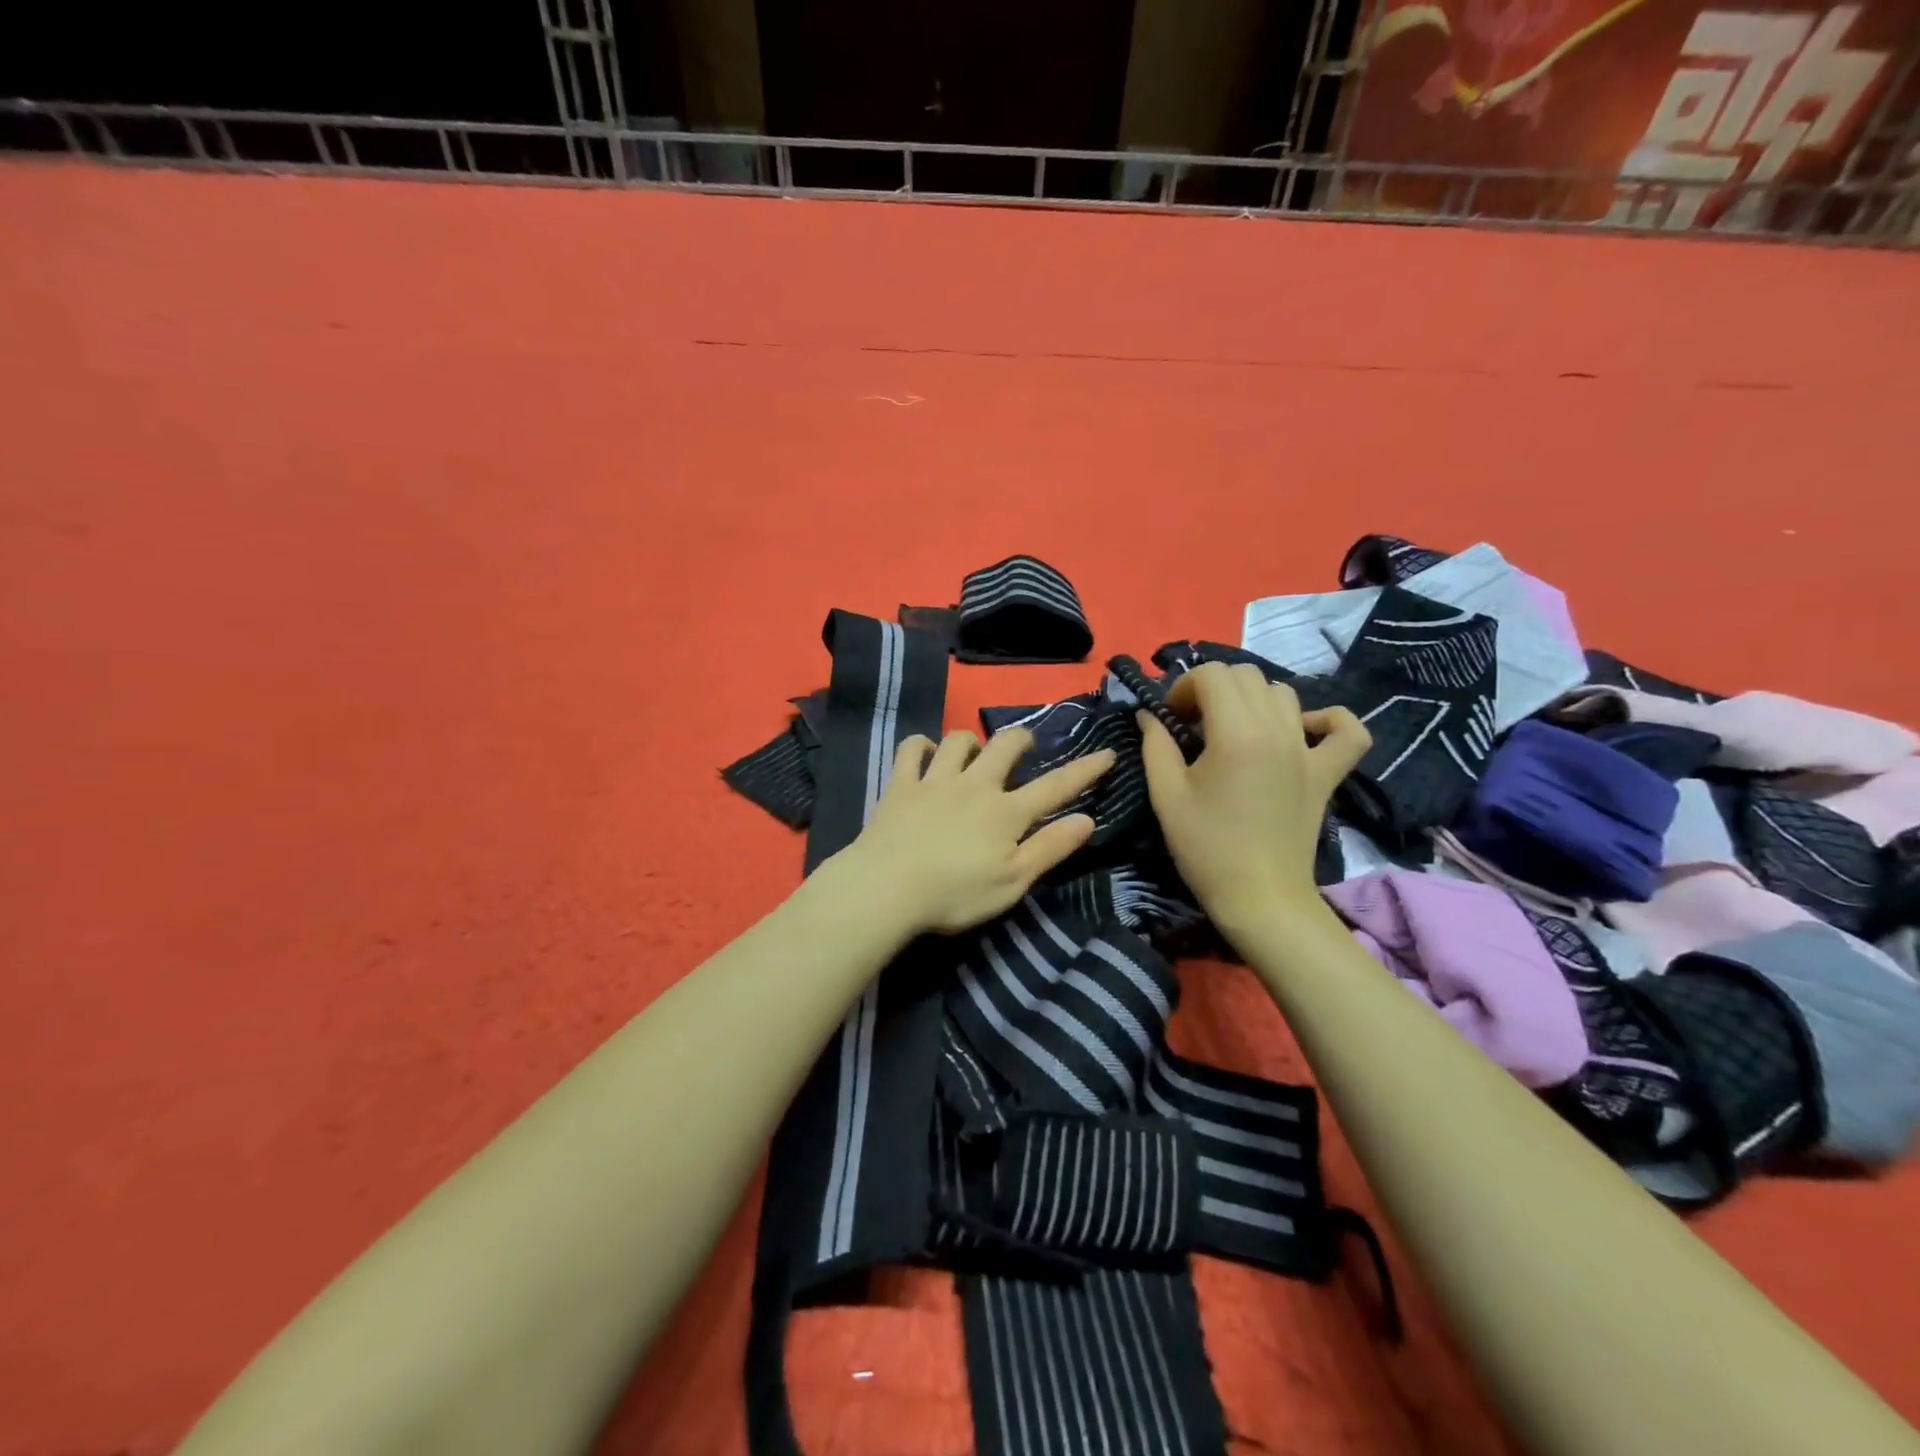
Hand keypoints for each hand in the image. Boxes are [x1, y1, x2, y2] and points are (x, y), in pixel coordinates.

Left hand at [831, 728, 1116, 935]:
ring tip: (974, 752)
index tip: (1106, 753)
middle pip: (1005, 747)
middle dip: (1021, 739)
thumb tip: (1087, 819)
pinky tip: (925, 752)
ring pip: (958, 741)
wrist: (887, 887)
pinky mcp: (900, 785)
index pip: (1055, 787)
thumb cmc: (955, 894)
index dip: (1085, 770)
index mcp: (1006, 813)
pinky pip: (911, 750)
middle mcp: (975, 786)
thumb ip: (1050, 848)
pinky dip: (920, 745)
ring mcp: (935, 781)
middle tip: (1025, 745)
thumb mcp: (1013, 881)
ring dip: (971, 741)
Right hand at [1137, 662, 1370, 929]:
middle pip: (1246, 675)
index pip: (1212, 674)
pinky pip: (1346, 730)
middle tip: (1194, 723)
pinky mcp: (1327, 772)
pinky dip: (1328, 719)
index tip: (1170, 717)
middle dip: (1212, 688)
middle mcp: (1277, 730)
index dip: (1183, 687)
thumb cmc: (1206, 848)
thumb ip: (1155, 745)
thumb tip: (1149, 714)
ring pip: (1284, 693)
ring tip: (1233, 729)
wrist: (1259, 897)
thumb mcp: (1166, 795)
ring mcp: (1308, 750)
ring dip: (1253, 699)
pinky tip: (1302, 729)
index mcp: (1236, 734)